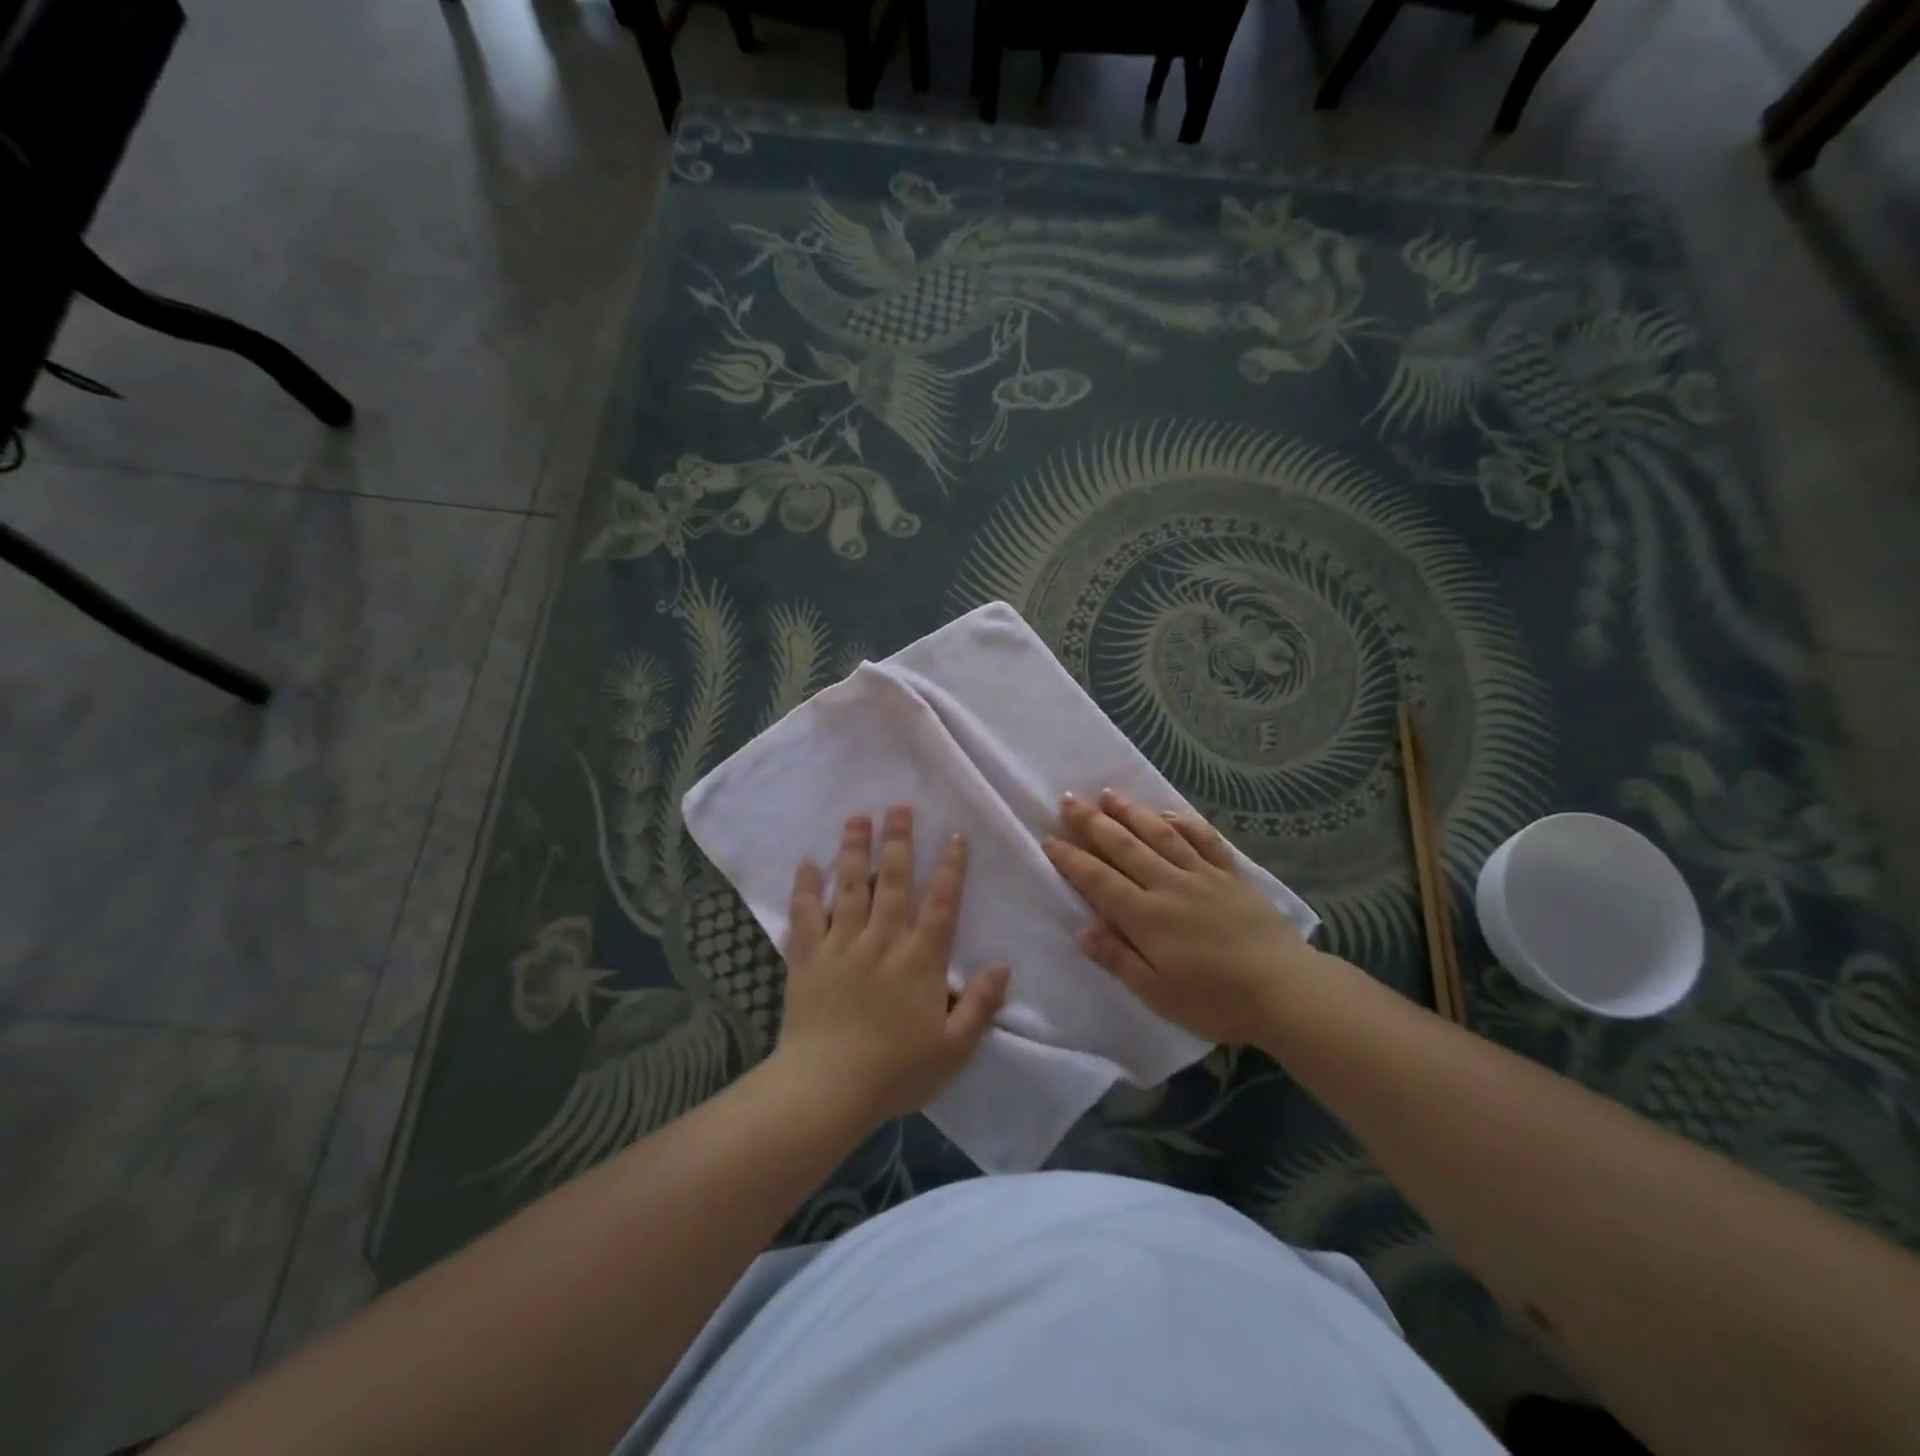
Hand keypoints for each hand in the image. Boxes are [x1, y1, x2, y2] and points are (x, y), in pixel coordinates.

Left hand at [776, 806, 1009, 1125]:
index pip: (941, 903)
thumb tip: (1002, 965)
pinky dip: (805, 887)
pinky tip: (806, 862)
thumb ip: (980, 1005)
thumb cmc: (895, 1071)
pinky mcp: (807, 957)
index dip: (950, 868)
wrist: (826, 1089)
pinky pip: (805, 914)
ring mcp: (841, 945)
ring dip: (853, 849)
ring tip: (856, 817)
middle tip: (898, 807)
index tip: (953, 835)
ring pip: (849, 887)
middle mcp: (882, 941)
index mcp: (920, 960)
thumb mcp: (954, 1049)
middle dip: (897, 841)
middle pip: (891, 881)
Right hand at [1041, 789, 1325, 1045]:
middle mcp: (1169, 885)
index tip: (1049, 839)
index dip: (1071, 859)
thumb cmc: (1216, 1000)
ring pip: (1159, 835)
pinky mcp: (1230, 875)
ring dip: (1131, 812)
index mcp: (1146, 917)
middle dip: (1092, 822)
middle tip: (1068, 799)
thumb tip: (1082, 931)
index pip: (1099, 880)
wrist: (1286, 990)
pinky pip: (1203, 839)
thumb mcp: (1158, 993)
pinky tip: (1168, 812)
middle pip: (1124, 847)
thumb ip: (1118, 959)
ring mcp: (1202, 875)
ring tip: (1108, 794)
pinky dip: (1183, 822)